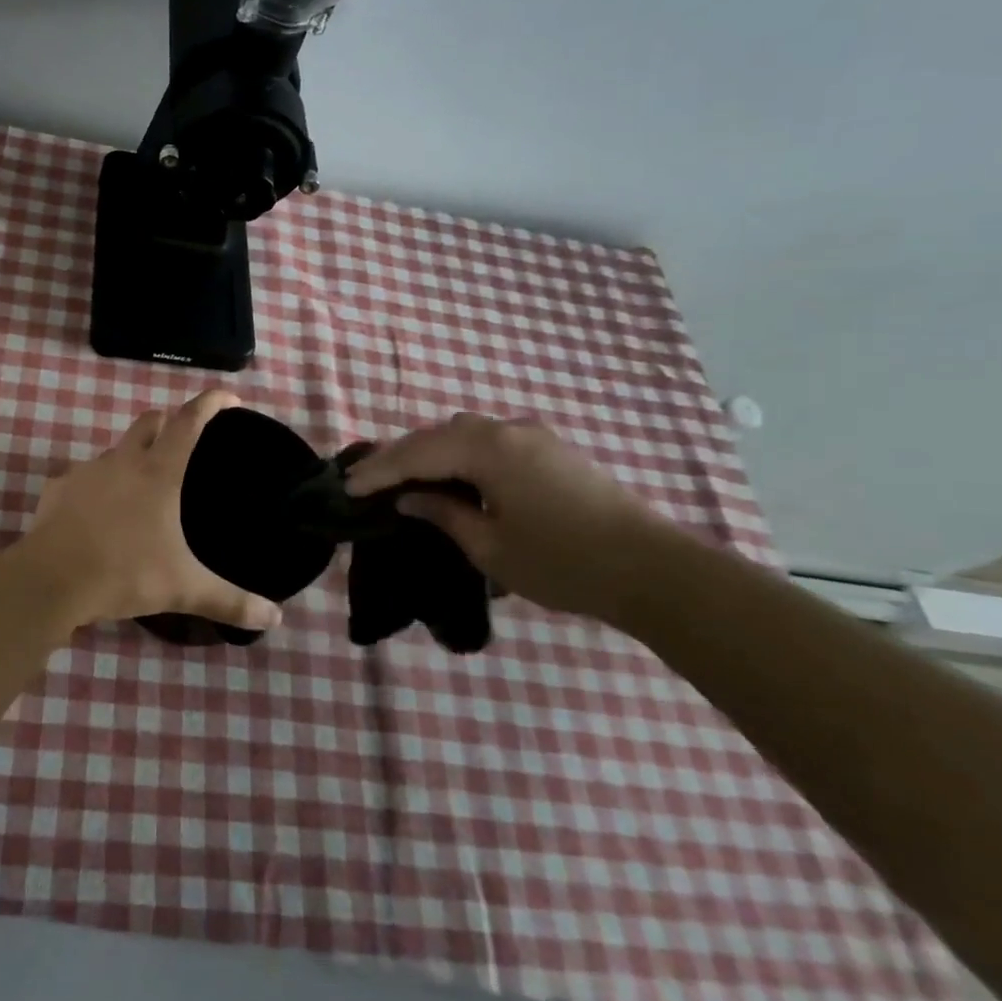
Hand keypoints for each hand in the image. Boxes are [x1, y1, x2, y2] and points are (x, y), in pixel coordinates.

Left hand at [22, 391, 280, 633]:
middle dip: (169, 422)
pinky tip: (98, 512)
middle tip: (183, 441)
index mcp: (159, 472)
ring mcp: (86, 471)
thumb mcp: (184, 589)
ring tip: (141, 485)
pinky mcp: (57, 488)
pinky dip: (97, 485)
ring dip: (132, 455)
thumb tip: (276, 620)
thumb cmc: (125, 573)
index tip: (227, 396)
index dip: (210, 403)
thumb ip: (230, 601)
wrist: (51, 580)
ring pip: (115, 448)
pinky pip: (83, 476)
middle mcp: (123, 461)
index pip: (189, 421)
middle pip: (150, 421)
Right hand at [345, 413, 684, 624]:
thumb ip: (444, 514)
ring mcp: (533, 436)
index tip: (347, 487)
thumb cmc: (563, 562)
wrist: (654, 570)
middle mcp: (507, 430)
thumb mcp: (490, 547)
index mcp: (489, 449)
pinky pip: (489, 441)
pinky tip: (452, 477)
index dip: (379, 471)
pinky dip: (460, 455)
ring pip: (464, 433)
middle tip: (367, 479)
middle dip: (400, 456)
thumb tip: (410, 496)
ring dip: (430, 452)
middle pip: (438, 434)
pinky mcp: (551, 450)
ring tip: (404, 478)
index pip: (417, 453)